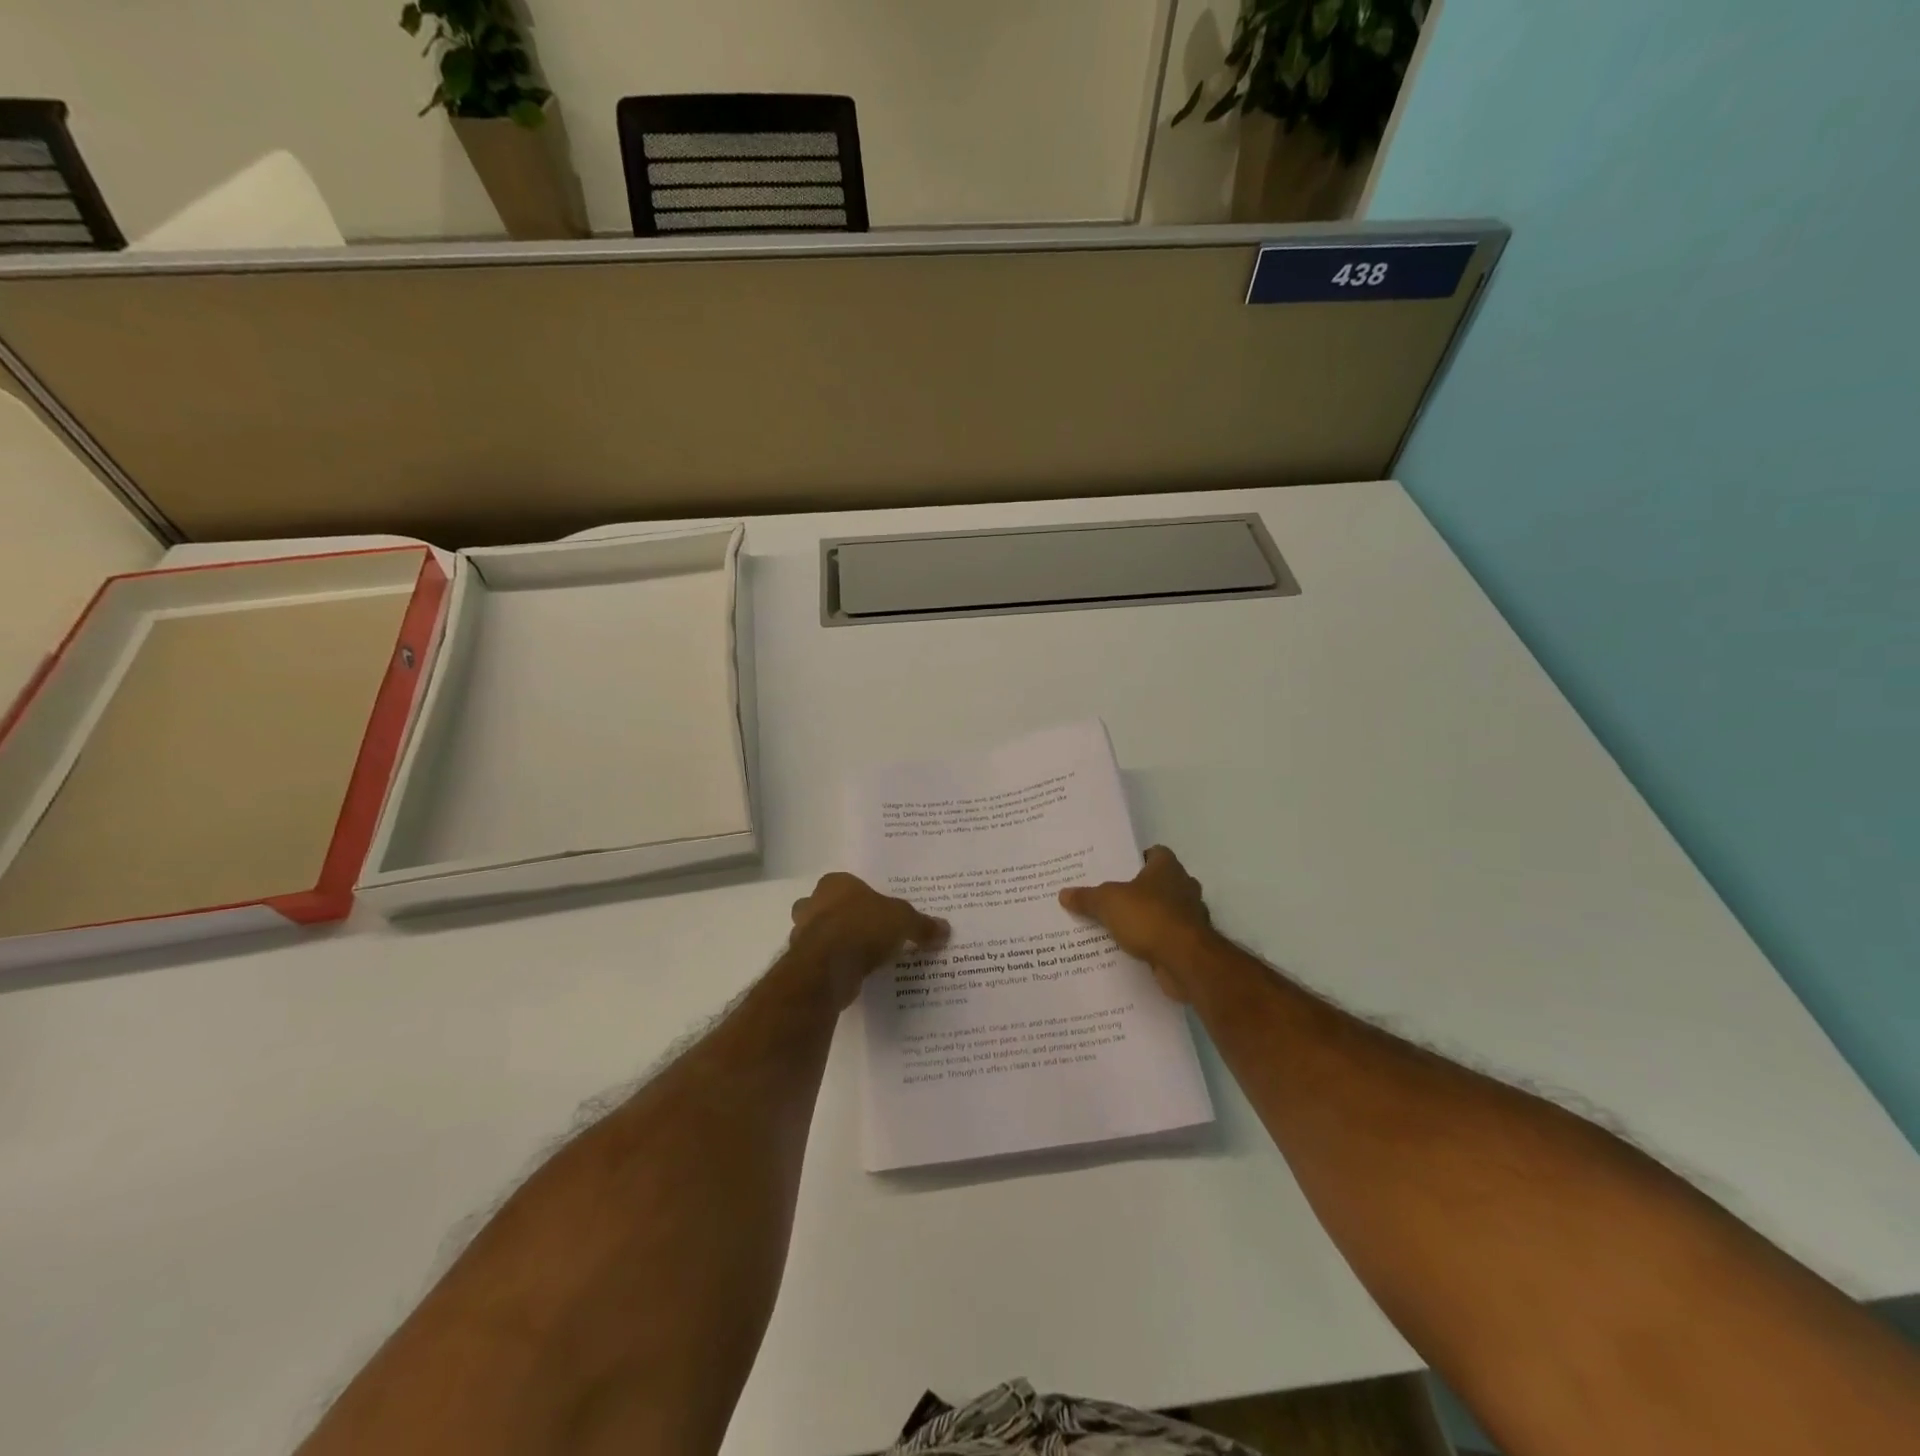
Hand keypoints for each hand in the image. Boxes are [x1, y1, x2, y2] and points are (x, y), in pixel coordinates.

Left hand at [789, 872, 948, 1007]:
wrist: (828, 966)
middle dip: (841, 918)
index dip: (862, 897)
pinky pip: (822, 960)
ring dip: (835, 944)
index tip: (877, 911)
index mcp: (835, 884)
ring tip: (863, 957)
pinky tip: (853, 974)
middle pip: (827, 907)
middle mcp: (814, 903)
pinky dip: (834, 966)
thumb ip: (922, 924)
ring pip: (820, 934)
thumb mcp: (904, 921)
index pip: (847, 884)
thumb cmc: (863, 927)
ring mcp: (803, 933)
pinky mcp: (803, 962)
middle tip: (868, 932)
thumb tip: (945, 929)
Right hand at [1059, 846, 1215, 1002]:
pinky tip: (1132, 948)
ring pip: (1165, 911)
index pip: (1156, 853)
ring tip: (1117, 924)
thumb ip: (1087, 897)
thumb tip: (1064, 893)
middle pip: (1160, 883)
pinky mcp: (1191, 944)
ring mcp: (1191, 917)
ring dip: (1147, 917)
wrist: (1185, 960)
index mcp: (1168, 868)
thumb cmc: (1148, 917)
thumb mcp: (1107, 902)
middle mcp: (1184, 887)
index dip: (1138, 859)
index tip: (1118, 869)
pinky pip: (1167, 937)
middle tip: (1111, 897)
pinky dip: (1153, 941)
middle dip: (1140, 890)